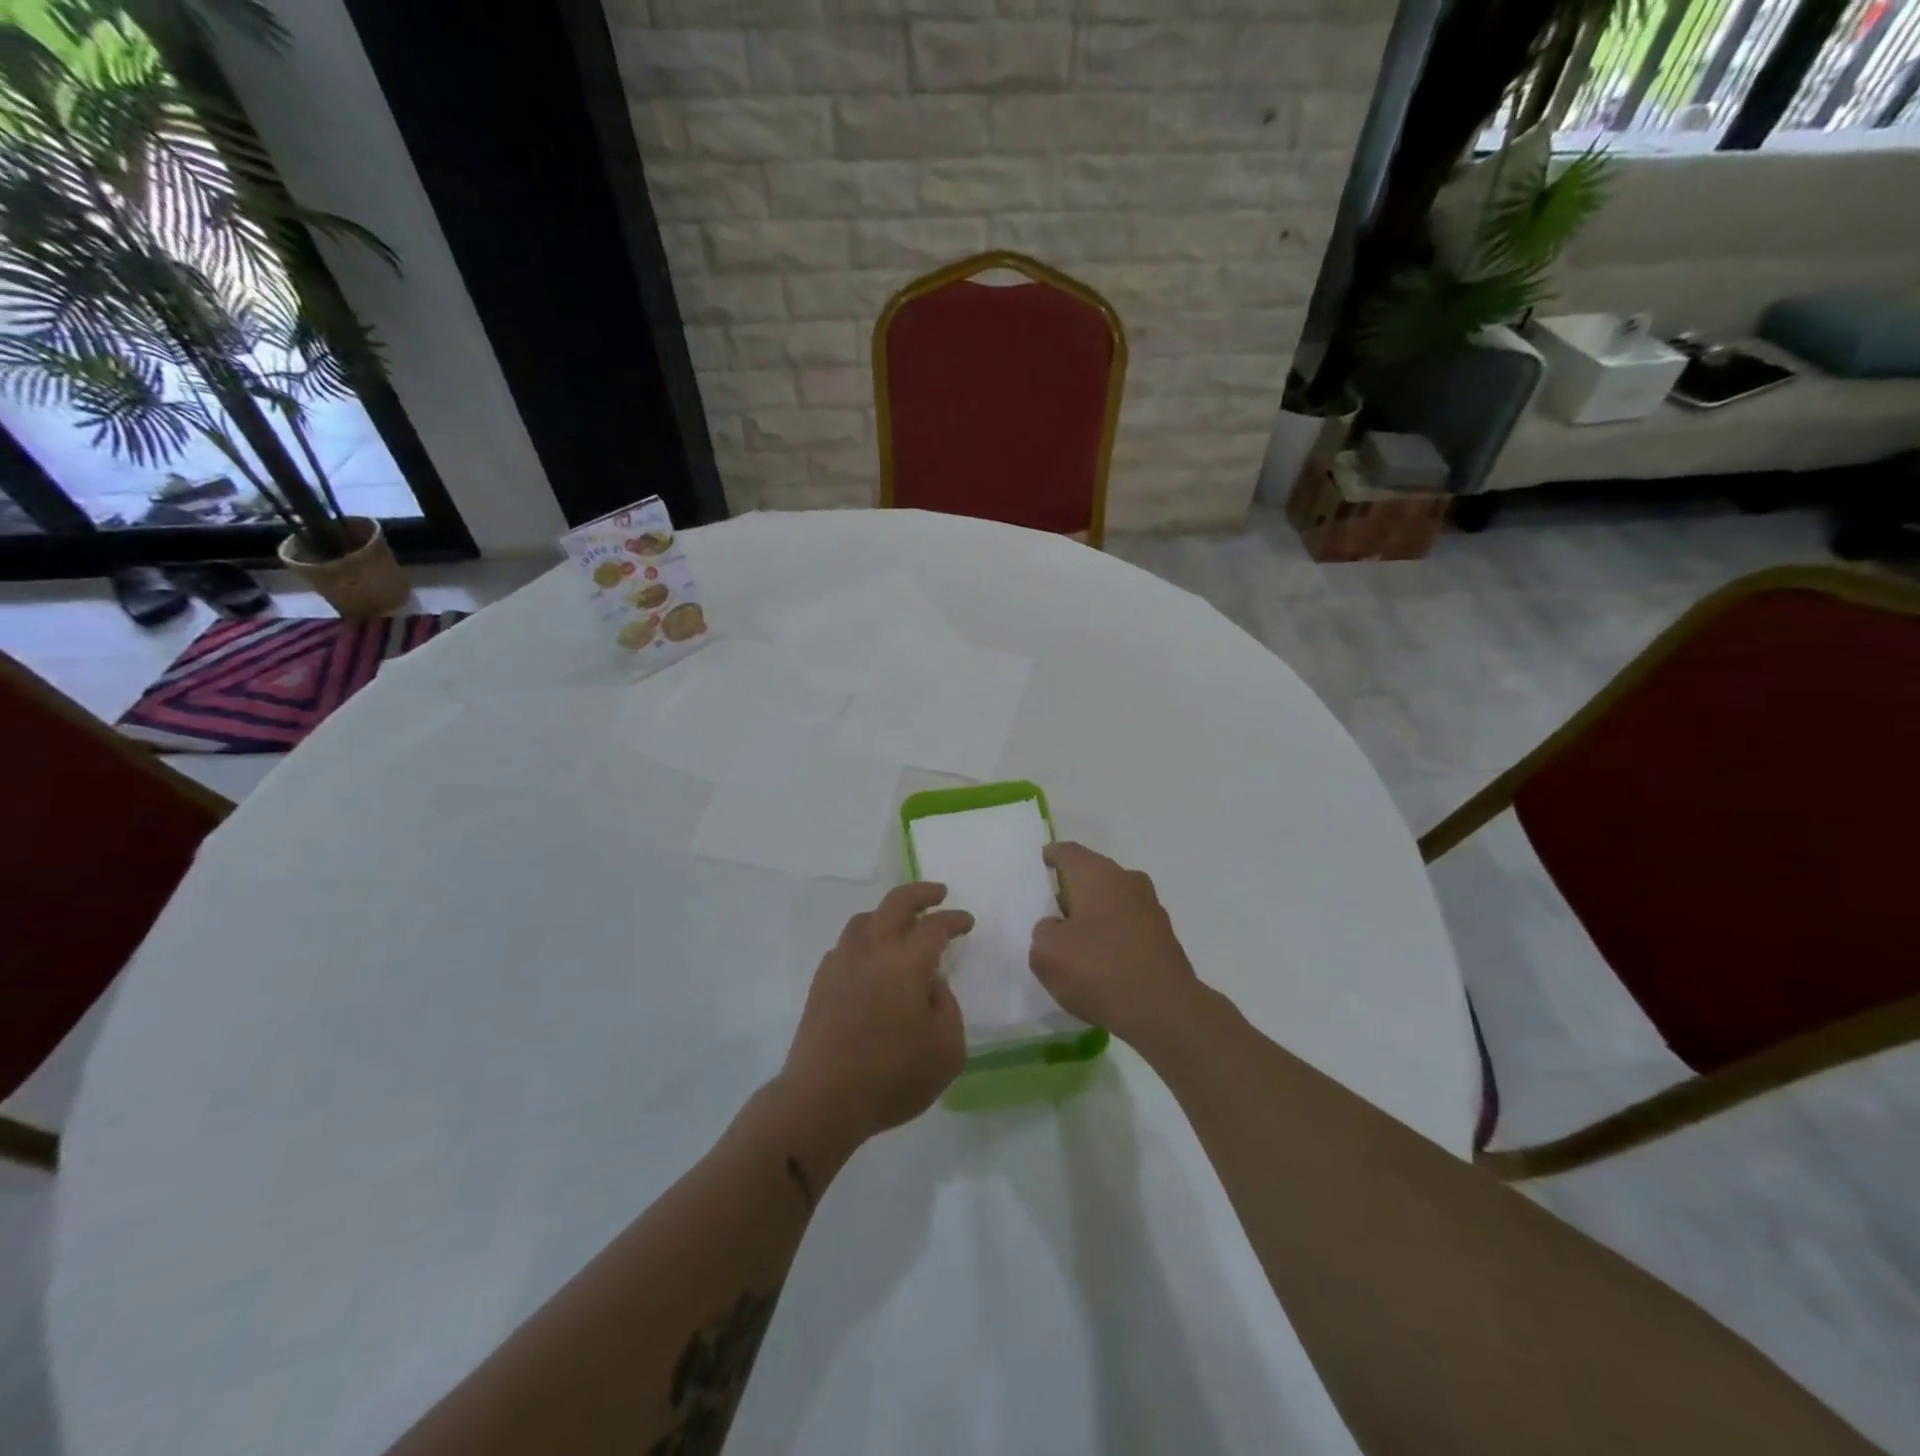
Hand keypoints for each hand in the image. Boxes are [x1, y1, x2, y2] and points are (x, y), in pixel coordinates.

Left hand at [779, 883, 973, 1151]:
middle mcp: (872, 950)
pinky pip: (845, 946)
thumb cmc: (892, 1076)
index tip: (967, 922)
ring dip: (888, 914)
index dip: (954, 920)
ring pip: (864, 920)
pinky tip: (870, 960)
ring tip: (902, 924)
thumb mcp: (947, 1050)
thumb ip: (947, 1007)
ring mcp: (842, 964)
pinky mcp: (821, 983)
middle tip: (938, 894)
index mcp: (907, 961)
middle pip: (895, 903)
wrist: (822, 1100)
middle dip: (920, 893)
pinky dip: (864, 941)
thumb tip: (931, 984)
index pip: (935, 926)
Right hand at [1030, 842, 1198, 1048]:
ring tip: (1073, 942)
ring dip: (1094, 915)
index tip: (1036, 870)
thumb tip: (1057, 928)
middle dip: (1071, 890)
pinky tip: (1101, 963)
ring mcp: (1151, 908)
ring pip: (1112, 901)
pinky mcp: (1164, 938)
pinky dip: (1112, 937)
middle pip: (1092, 875)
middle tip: (1048, 912)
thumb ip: (1043, 931)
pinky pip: (1128, 927)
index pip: (1067, 852)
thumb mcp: (1046, 952)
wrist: (1164, 1011)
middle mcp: (1127, 881)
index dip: (1049, 858)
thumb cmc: (1099, 970)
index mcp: (1097, 874)